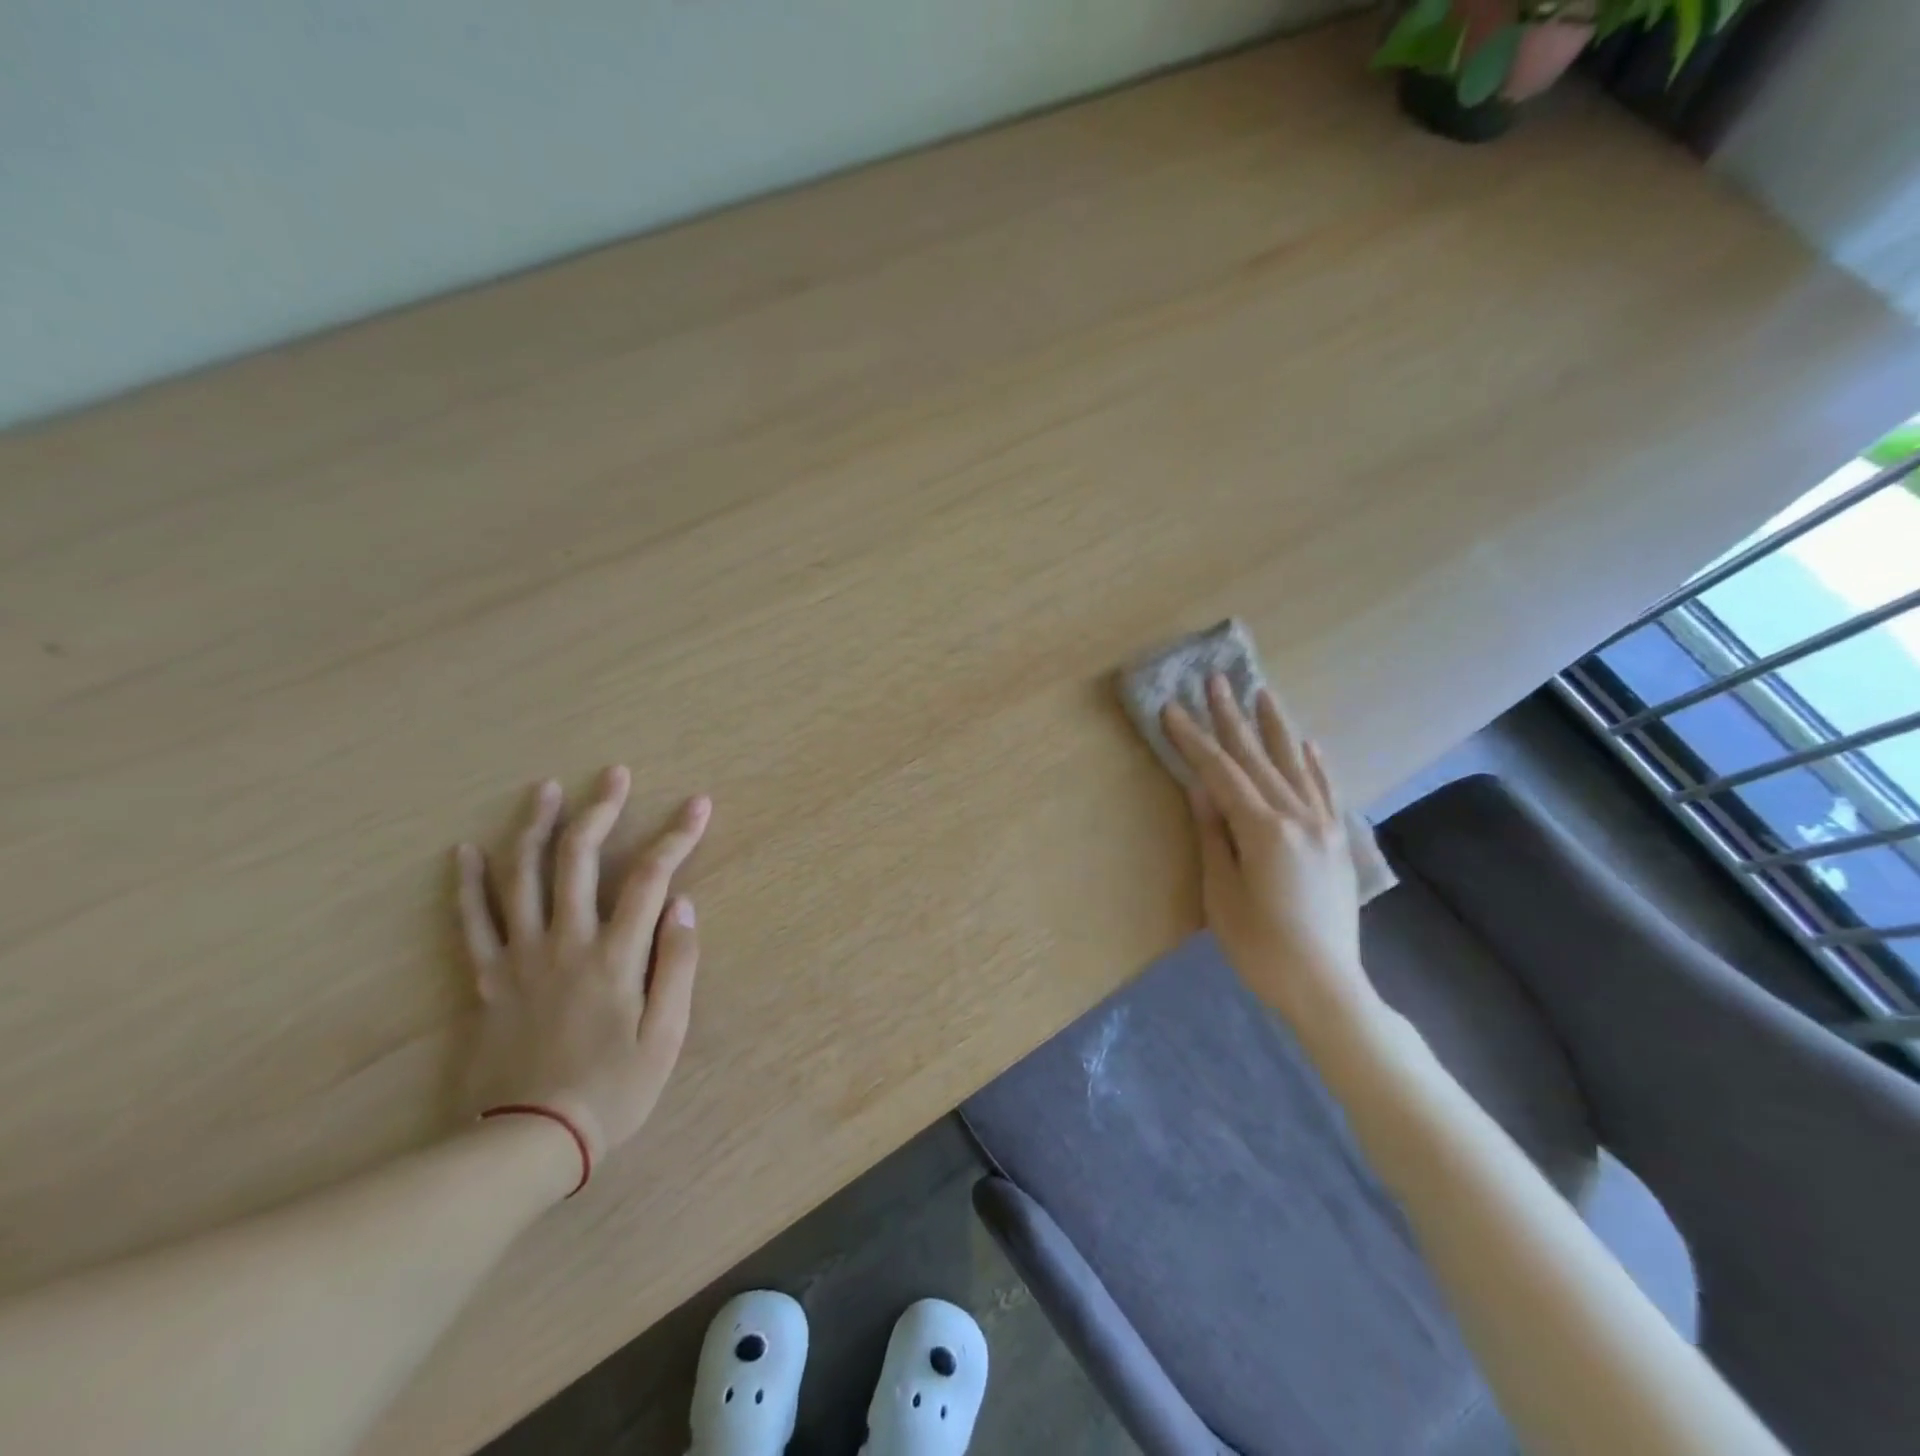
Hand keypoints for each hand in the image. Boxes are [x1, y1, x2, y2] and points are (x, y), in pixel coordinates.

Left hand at [454, 767, 709, 1168]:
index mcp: (614, 954)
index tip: (697, 804)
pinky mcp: (486, 979)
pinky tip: (466, 851)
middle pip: (579, 859)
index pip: (650, 877)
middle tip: (613, 775)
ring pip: (521, 877)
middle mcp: (565, 941)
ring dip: (534, 827)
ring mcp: (519, 957)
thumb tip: (683, 905)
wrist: (526, 1142)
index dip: (677, 836)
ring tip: (544, 789)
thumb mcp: (666, 1035)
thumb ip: (677, 965)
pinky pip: (471, 922)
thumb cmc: (612, 1089)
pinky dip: (468, 883)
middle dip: (600, 810)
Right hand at [1162, 676, 1375, 1034]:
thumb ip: (1214, 836)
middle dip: (1231, 718)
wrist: (1326, 987)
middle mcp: (1298, 817)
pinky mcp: (1338, 843)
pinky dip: (1316, 764)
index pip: (1221, 773)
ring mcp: (1324, 828)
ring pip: (1295, 765)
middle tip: (1215, 680)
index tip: (1172, 708)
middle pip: (1258, 758)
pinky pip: (1326, 791)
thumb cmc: (1261, 947)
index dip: (1194, 740)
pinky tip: (1309, 743)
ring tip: (1262, 692)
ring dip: (1275, 727)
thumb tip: (1200, 789)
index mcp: (1263, 830)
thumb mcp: (1222, 894)